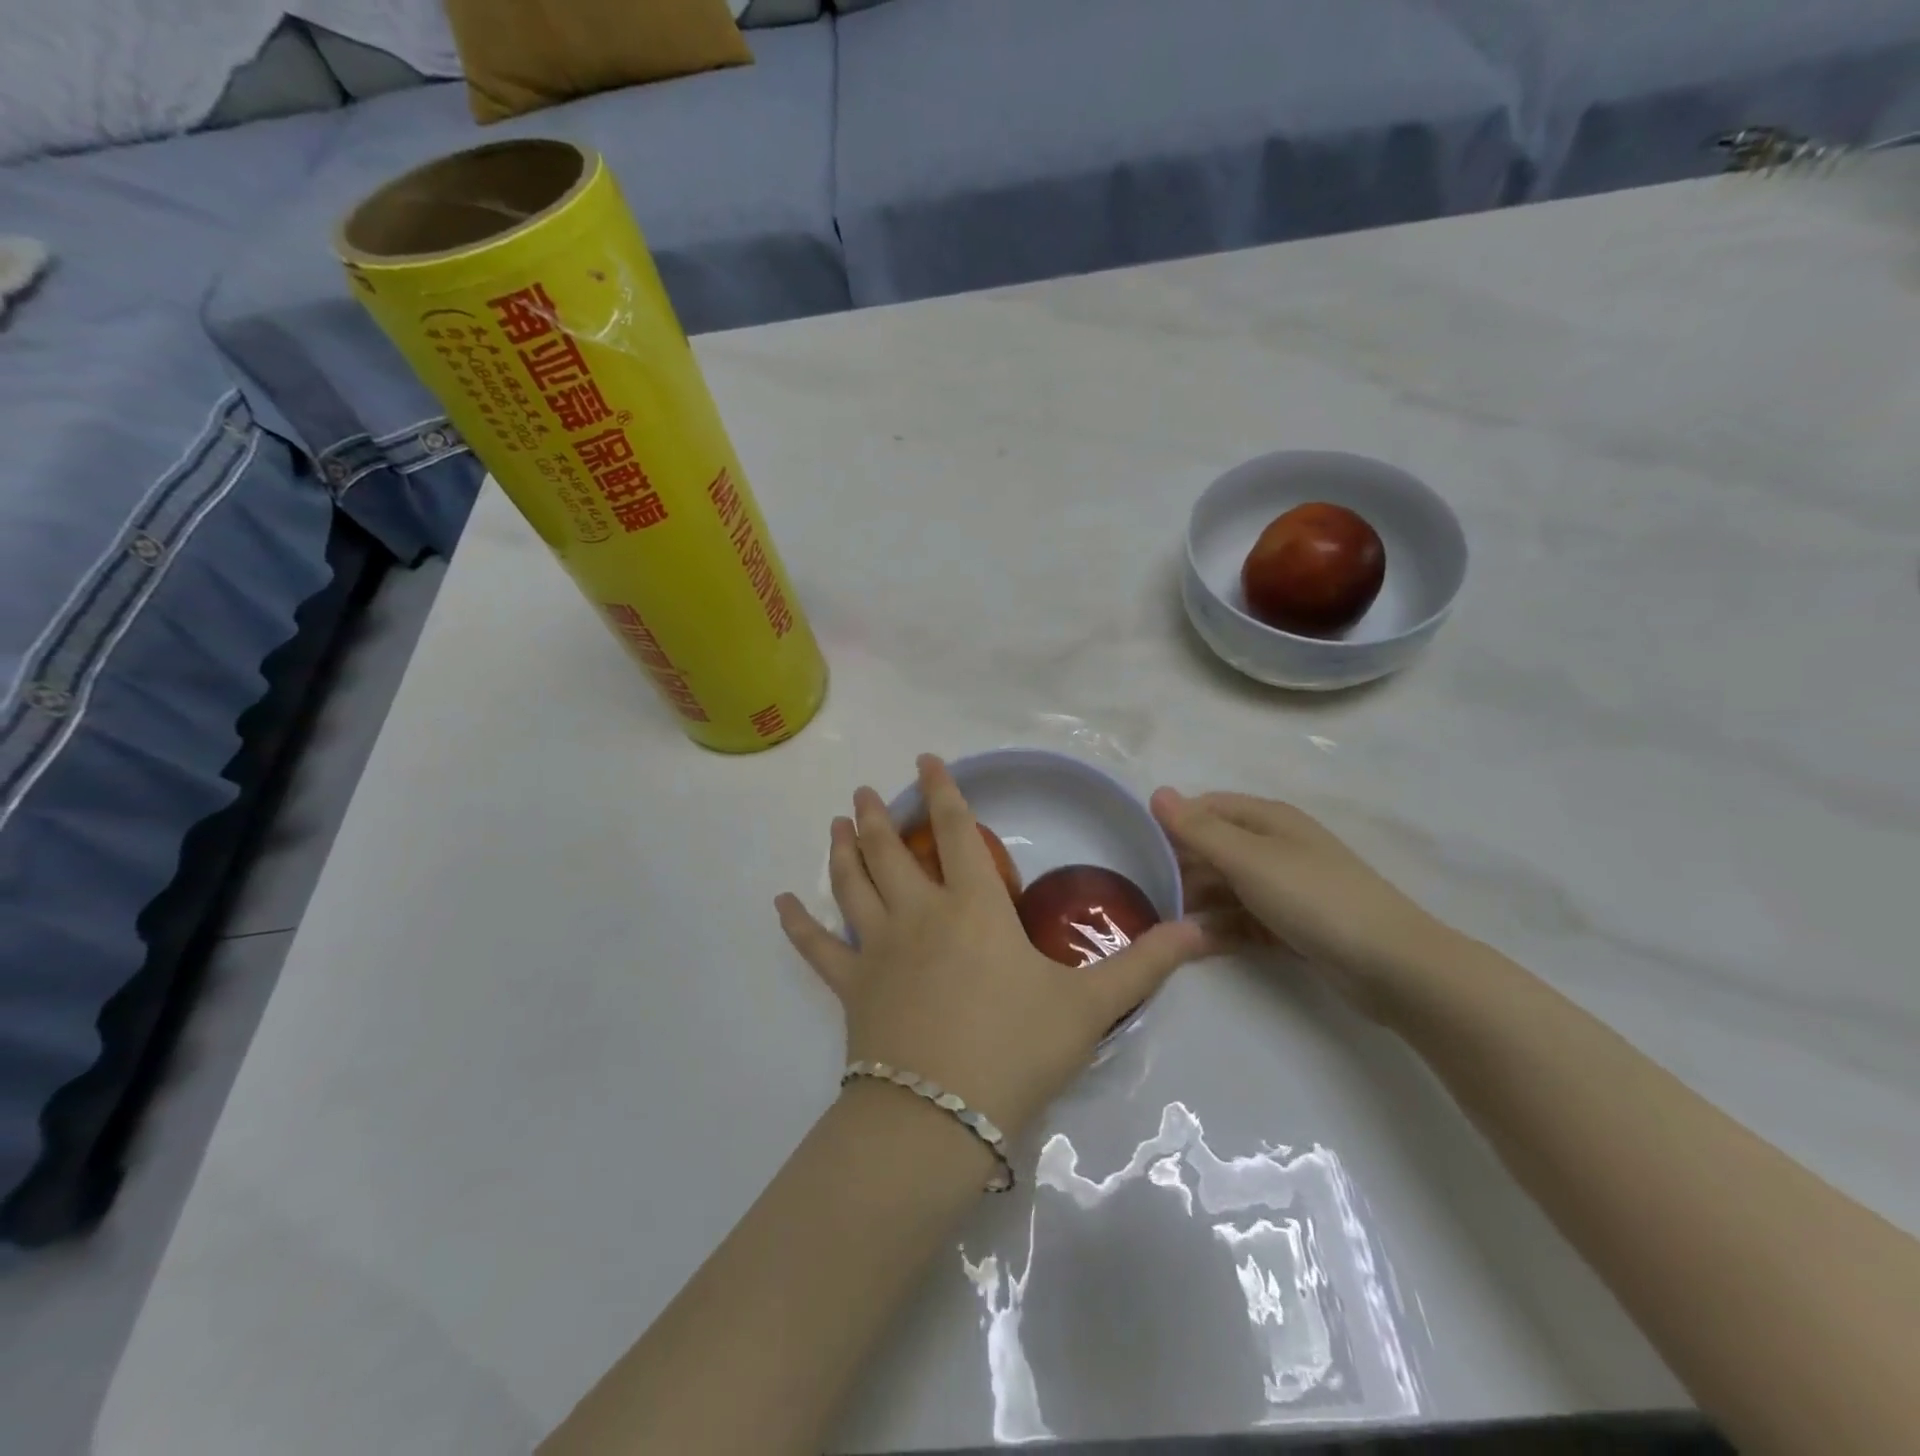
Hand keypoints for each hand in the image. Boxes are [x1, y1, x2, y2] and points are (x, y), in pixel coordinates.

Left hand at [777, 756, 1209, 1139]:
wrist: (941, 1117)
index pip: (959, 833)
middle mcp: (919, 914)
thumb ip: (1144, 965)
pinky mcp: (850, 988)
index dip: (945, 792)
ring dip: (842, 851)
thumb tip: (1201, 930)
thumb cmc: (1017, 1049)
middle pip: (892, 851)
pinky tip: (779, 904)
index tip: (926, 760)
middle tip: (862, 791)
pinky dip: (797, 925)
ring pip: (852, 885)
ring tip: (834, 824)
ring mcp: (876, 949)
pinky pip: (817, 949)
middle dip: (879, 816)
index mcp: (973, 908)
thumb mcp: (1090, 1005)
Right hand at [1150, 788, 1448, 1017]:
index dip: (1174, 824)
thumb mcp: (1248, 859)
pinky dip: (1217, 929)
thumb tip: (1157, 792)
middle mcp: (1273, 847)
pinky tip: (1192, 944)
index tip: (1138, 850)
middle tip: (1144, 894)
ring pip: (1224, 887)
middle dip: (1180, 868)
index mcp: (1267, 819)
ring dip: (1195, 902)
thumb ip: (1199, 830)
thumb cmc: (1314, 897)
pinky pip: (1240, 920)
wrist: (1390, 965)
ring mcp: (1282, 888)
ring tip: (1160, 924)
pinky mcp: (1288, 926)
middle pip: (1213, 849)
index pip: (1207, 808)